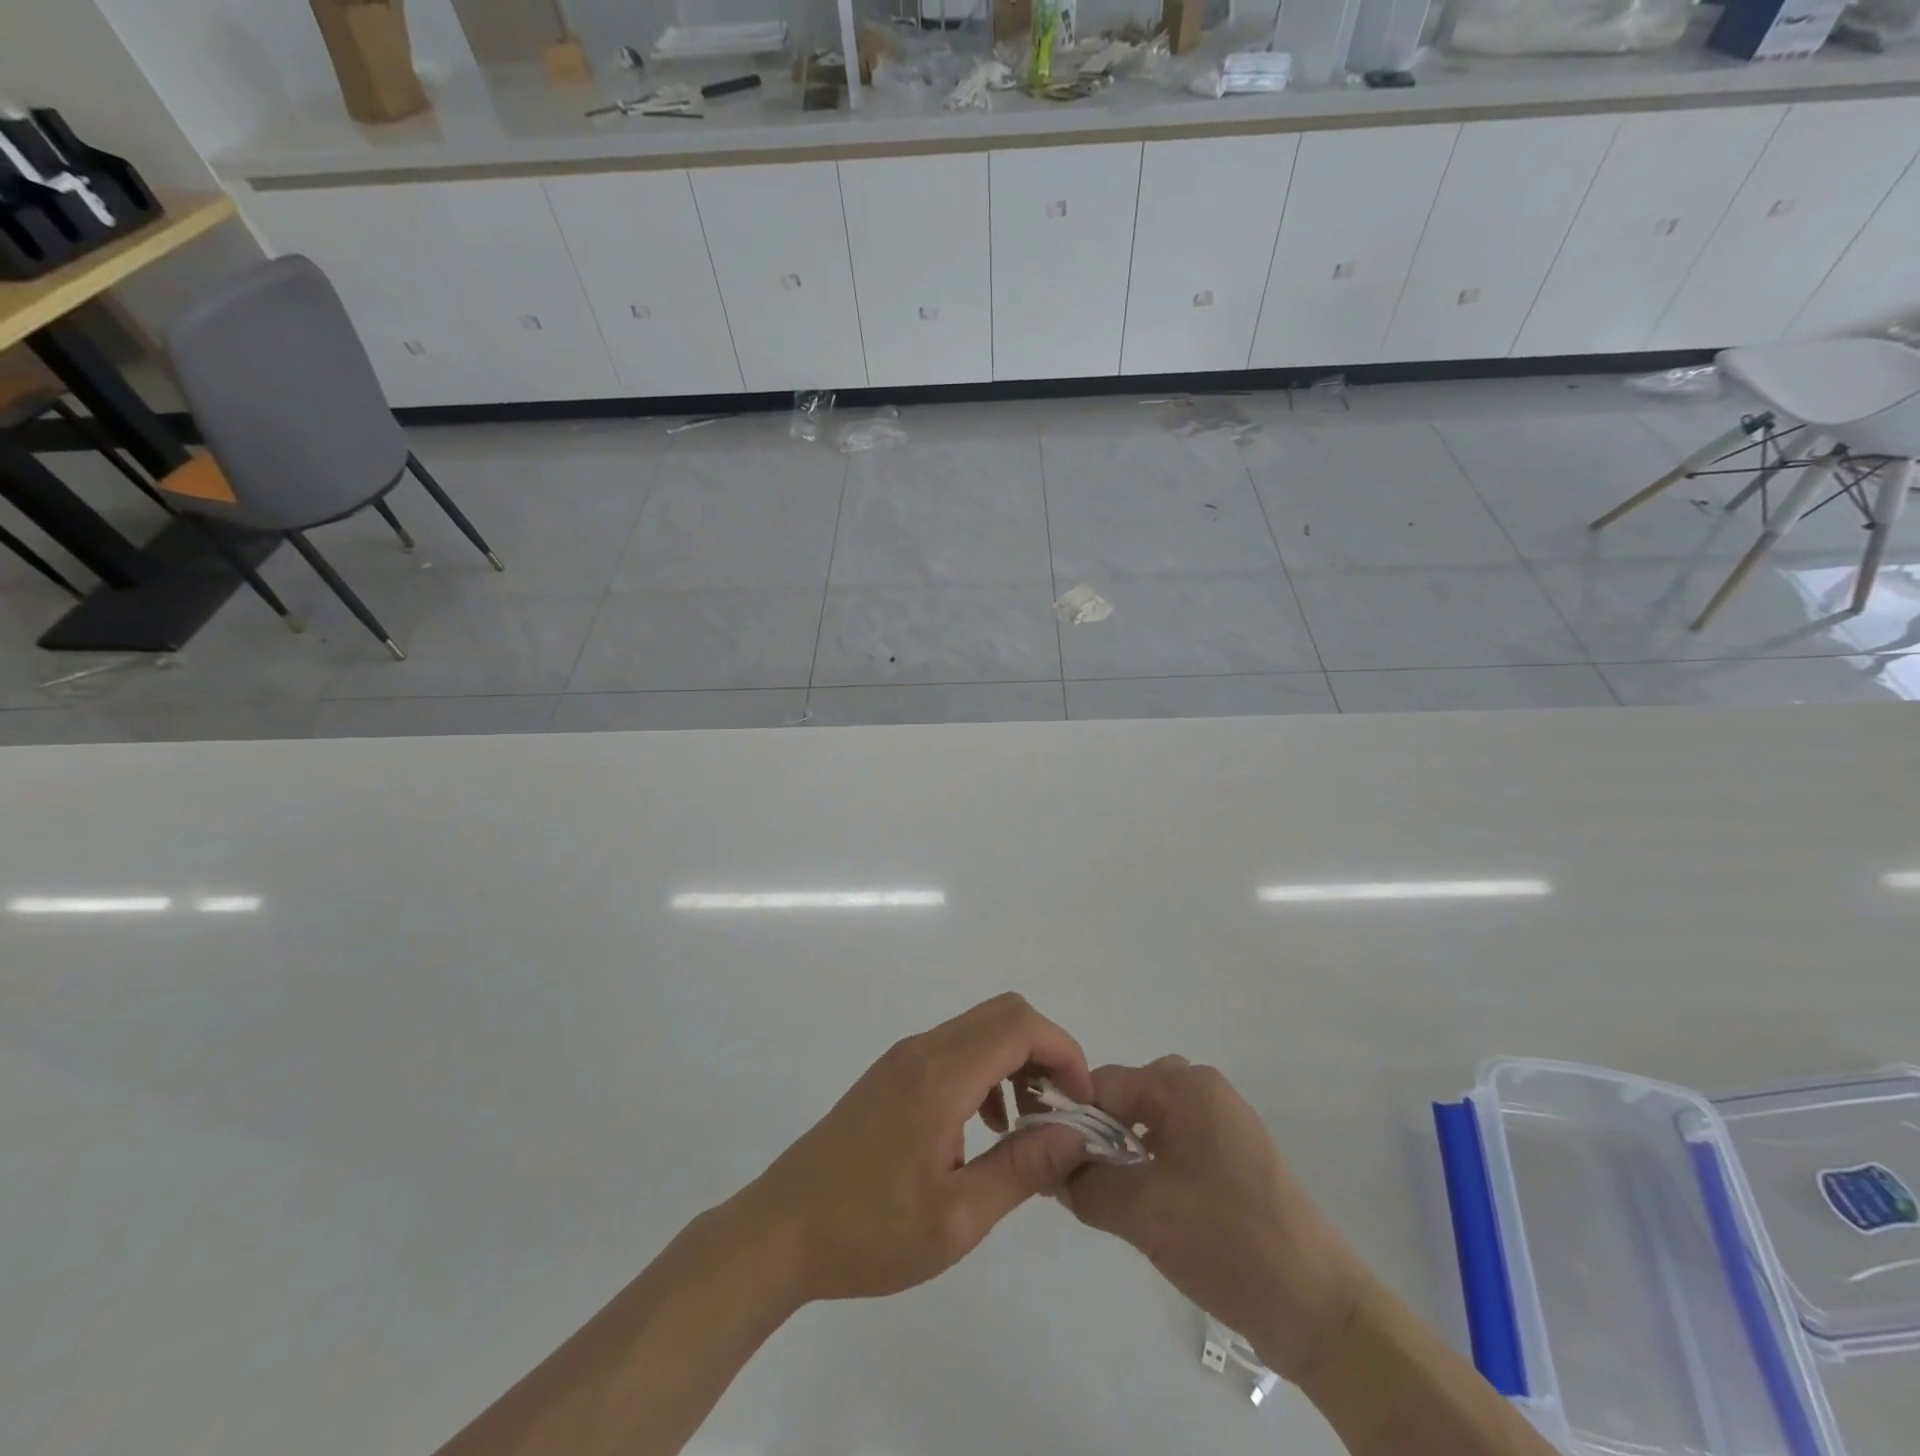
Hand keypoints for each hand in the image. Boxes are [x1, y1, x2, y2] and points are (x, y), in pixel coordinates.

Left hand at [737, 993, 1095, 1304]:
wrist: (781, 1230)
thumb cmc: (869, 1232)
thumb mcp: (956, 1219)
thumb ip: (1021, 1169)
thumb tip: (1074, 1135)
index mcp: (940, 1075)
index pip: (1019, 1025)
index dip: (1064, 1052)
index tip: (1081, 1103)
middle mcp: (923, 1050)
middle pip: (1004, 1014)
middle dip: (1045, 1052)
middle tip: (1060, 1111)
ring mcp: (904, 1058)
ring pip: (979, 1028)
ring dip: (1016, 1061)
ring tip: (1027, 1126)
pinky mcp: (892, 1074)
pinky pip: (955, 1048)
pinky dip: (986, 1071)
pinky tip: (985, 1128)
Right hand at [1060, 1057, 1372, 1382]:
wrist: (1319, 1309)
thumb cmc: (1228, 1241)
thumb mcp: (1143, 1212)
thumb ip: (1086, 1183)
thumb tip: (1051, 1170)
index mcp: (1186, 1086)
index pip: (1106, 1083)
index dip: (1071, 1117)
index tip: (1046, 1155)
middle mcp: (1205, 1091)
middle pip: (1128, 1099)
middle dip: (1098, 1135)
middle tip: (1079, 1180)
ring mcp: (1222, 1124)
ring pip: (1149, 1125)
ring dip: (1123, 1154)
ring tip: (1109, 1197)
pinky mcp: (1232, 1158)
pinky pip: (1174, 1146)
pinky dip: (1149, 1167)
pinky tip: (1144, 1206)